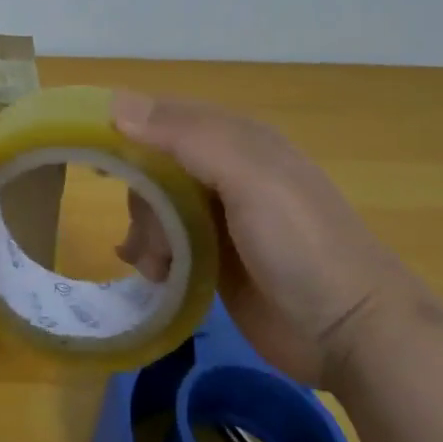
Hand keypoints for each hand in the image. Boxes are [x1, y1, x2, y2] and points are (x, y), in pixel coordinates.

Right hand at [111, 91, 419, 389]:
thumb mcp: (249, 178)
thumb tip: (115, 105)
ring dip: (146, 232)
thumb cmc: (302, 245)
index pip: (164, 117)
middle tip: (151, 235)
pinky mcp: (214, 258)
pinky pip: (164, 241)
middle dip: (141, 198)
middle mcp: (224, 171)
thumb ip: (186, 137)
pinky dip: (152, 254)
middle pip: (152, 165)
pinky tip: (155, 274)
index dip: (125, 129)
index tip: (90, 154)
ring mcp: (219, 217)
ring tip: (158, 266)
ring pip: (154, 205)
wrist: (352, 336)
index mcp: (236, 139)